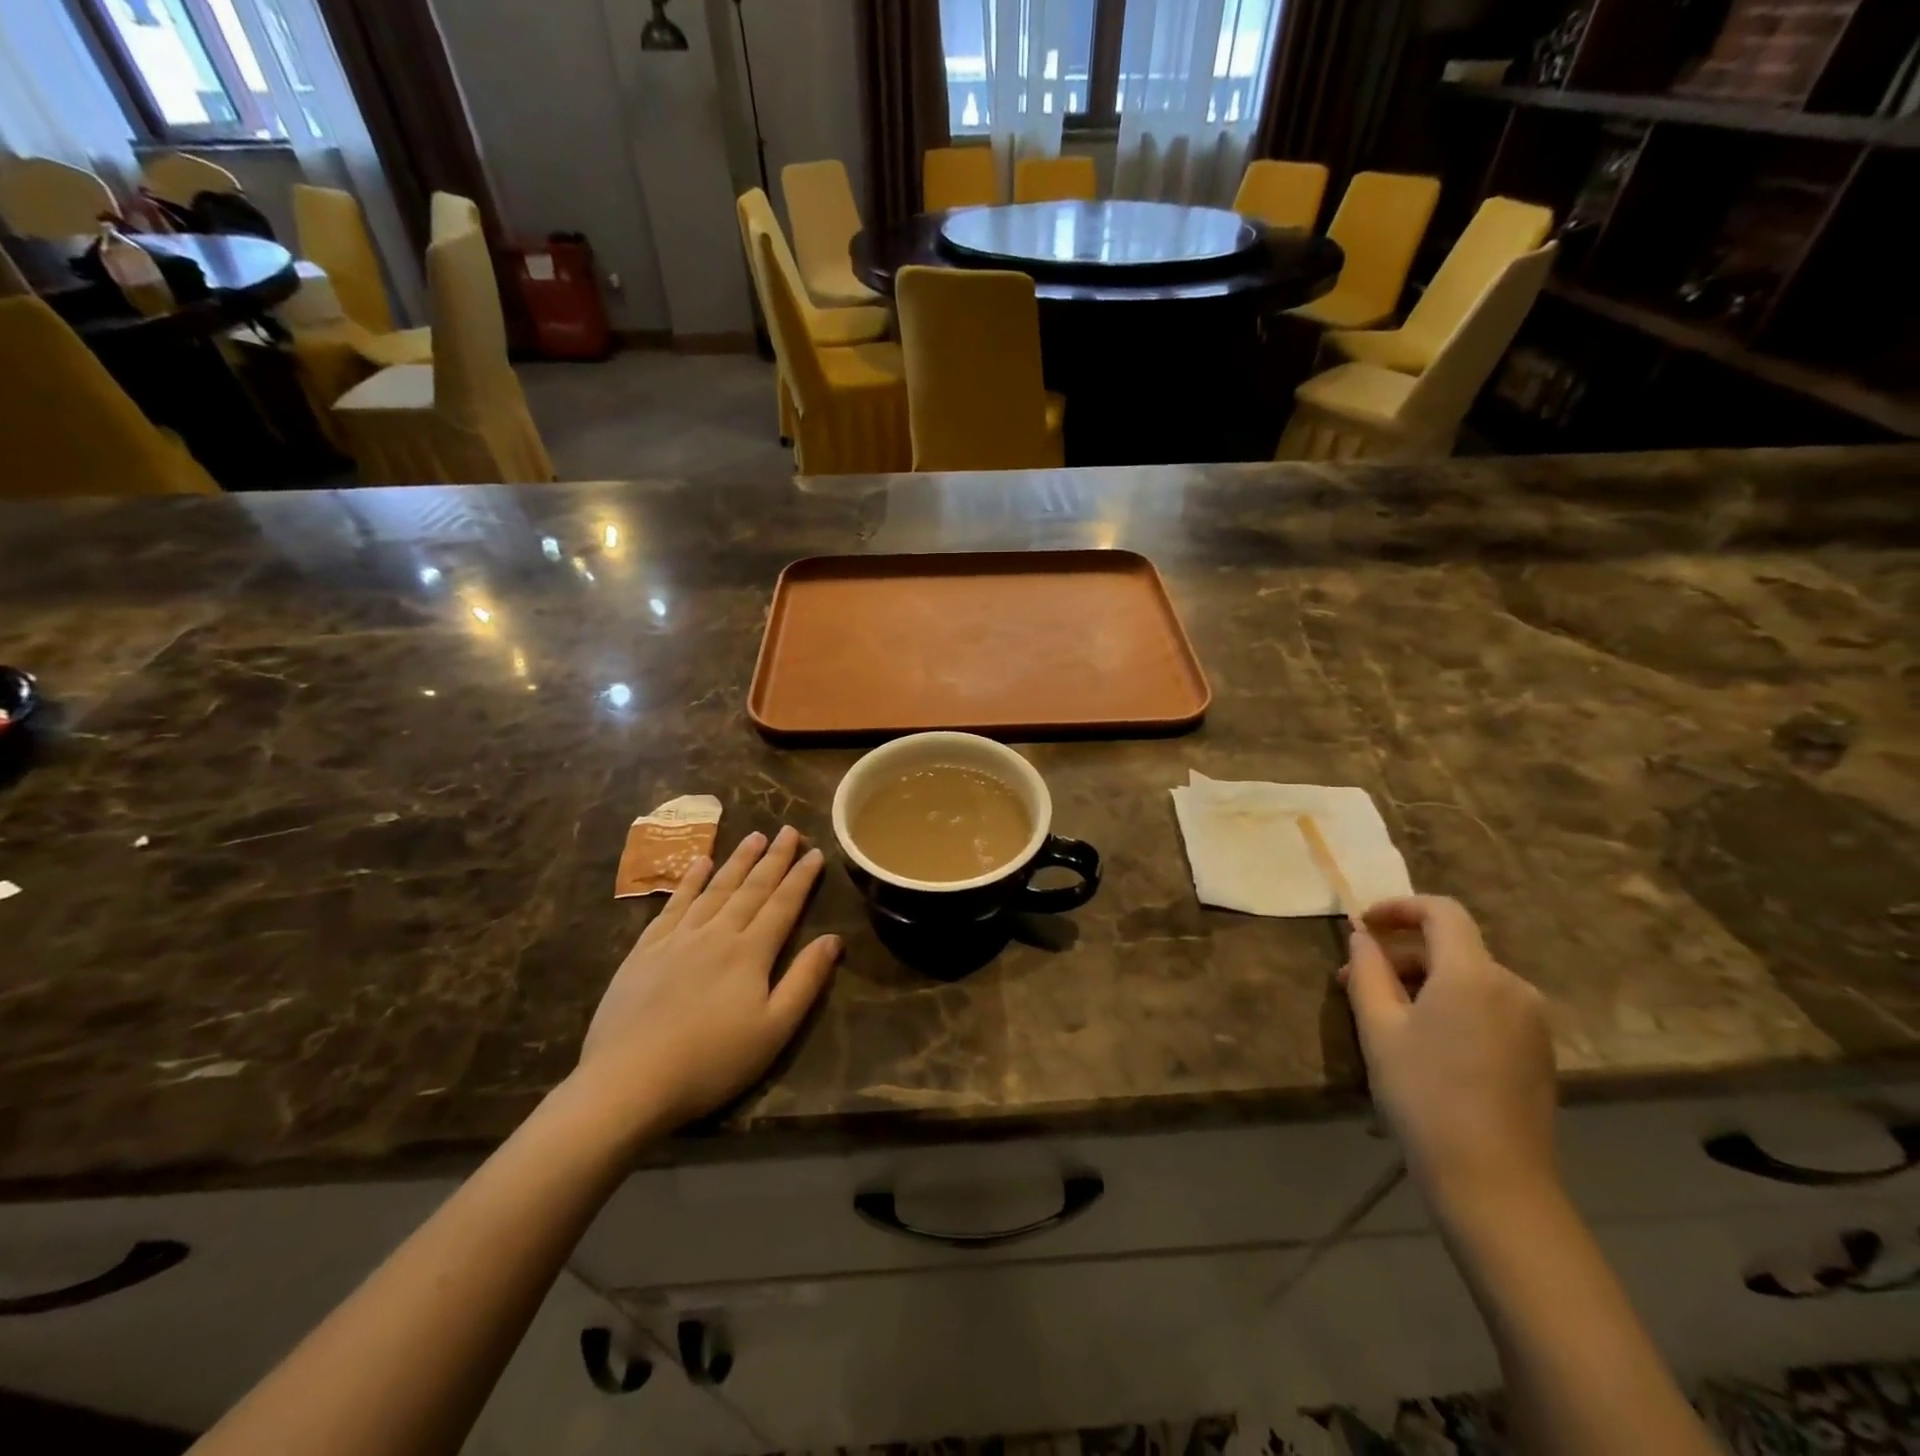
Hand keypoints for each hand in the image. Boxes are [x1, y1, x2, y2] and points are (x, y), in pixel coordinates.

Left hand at [572, 827, 840, 1137]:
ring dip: (737, 861)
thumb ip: (805, 980)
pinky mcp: (645, 950)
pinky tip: (699, 864)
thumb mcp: (774, 1029)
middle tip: (788, 830)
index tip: (815, 851)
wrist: (629, 1081)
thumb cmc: (712, 1061)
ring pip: (715, 888)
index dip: (801, 877)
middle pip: (751, 888)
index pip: (783, 904)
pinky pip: (673, 904)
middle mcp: (717, 933)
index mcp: (751, 952)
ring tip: (754, 836)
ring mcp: (677, 938)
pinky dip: (690, 881)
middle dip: (774, 858)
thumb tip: (833, 939)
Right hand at [1340, 896, 1557, 1214]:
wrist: (1493, 1181)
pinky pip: (1486, 1005)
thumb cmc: (1424, 1094)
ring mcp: (1532, 1020)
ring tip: (1382, 1014)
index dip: (1399, 907)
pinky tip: (1422, 1039)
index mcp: (1474, 974)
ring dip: (1422, 982)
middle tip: (1355, 980)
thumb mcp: (1378, 1027)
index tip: (1363, 925)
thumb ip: (1367, 971)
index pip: (1441, 912)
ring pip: (1467, 978)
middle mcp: (1512, 986)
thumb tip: (1362, 938)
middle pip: (1451, 947)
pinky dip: (1450, 1004)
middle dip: (1400, 954)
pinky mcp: (1538, 1049)